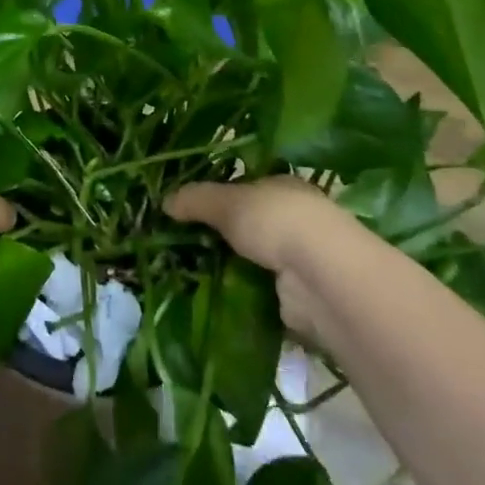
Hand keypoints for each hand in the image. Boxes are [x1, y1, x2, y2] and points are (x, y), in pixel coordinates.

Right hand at [166, 176, 350, 338]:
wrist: (320, 276)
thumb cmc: (276, 221)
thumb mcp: (227, 202)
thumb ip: (196, 200)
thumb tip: (164, 201)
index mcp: (284, 187)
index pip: (248, 187)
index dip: (219, 196)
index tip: (188, 209)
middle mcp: (294, 220)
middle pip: (249, 225)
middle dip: (221, 235)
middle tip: (181, 243)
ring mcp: (298, 259)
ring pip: (253, 259)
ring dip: (229, 267)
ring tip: (188, 272)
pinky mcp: (296, 296)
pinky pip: (259, 291)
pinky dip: (240, 295)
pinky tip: (212, 297)